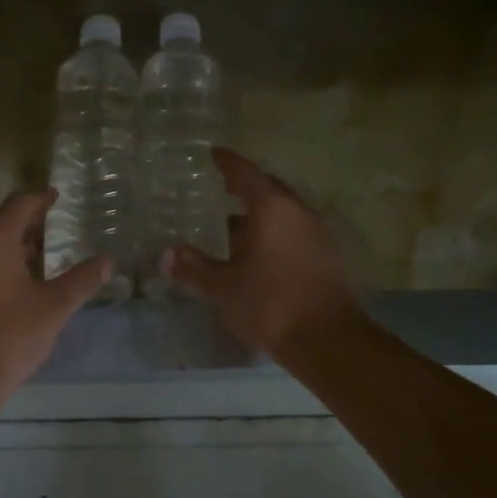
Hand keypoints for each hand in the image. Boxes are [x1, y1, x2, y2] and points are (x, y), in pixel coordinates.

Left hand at [0, 190, 111, 391]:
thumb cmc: (8, 334)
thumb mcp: (54, 306)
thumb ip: (81, 280)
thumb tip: (106, 262)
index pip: (20, 204)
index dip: (41, 199)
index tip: (58, 197)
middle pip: (0, 220)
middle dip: (26, 221)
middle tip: (53, 225)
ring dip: (11, 242)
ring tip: (39, 253)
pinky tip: (15, 279)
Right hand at [161, 148, 362, 359]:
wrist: (330, 343)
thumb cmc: (272, 304)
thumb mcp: (223, 288)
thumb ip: (194, 268)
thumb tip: (166, 255)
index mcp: (272, 208)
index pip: (245, 172)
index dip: (227, 162)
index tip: (212, 154)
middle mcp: (298, 212)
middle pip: (268, 189)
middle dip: (244, 188)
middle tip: (220, 190)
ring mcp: (317, 235)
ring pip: (283, 213)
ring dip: (259, 216)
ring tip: (231, 229)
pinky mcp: (327, 258)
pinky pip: (294, 232)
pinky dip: (274, 234)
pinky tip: (257, 256)